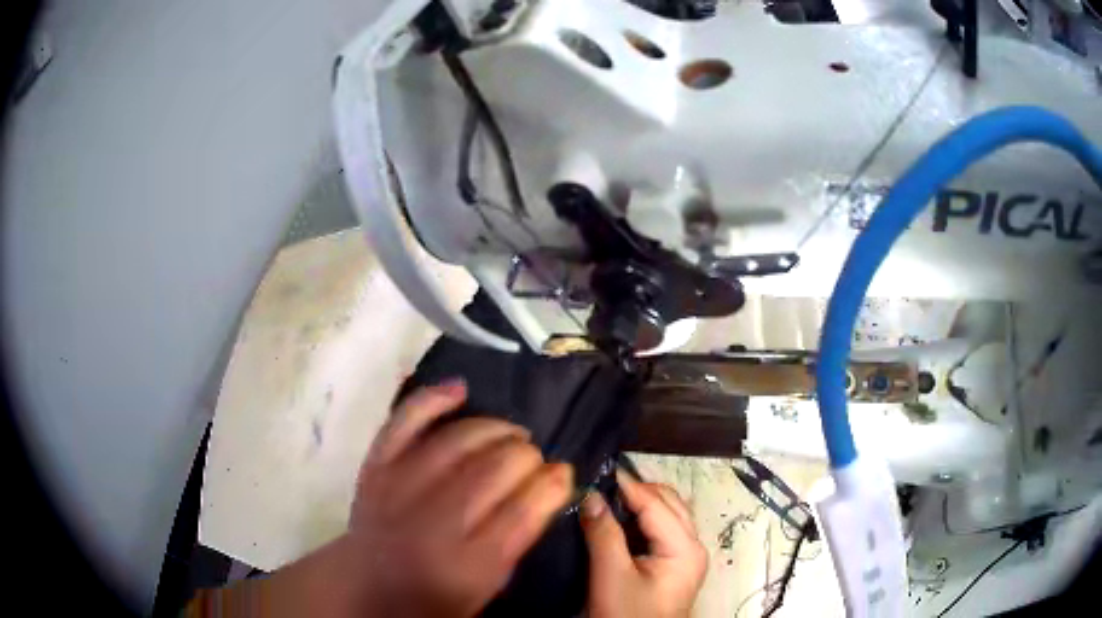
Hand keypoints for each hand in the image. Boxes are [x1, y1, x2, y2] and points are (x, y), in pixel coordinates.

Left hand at [251, 380, 573, 617]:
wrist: (367, 583)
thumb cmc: (434, 595)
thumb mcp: (487, 586)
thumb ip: (519, 539)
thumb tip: (551, 487)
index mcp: (468, 561)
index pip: (524, 509)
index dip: (553, 483)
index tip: (563, 472)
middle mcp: (434, 521)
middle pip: (495, 469)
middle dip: (528, 455)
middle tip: (535, 459)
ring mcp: (400, 485)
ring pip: (459, 439)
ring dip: (496, 428)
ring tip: (512, 434)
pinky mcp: (377, 463)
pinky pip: (405, 419)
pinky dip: (433, 398)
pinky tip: (462, 390)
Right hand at [580, 471, 707, 617]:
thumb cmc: (627, 615)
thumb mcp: (612, 577)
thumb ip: (603, 535)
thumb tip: (591, 496)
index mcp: (685, 548)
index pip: (656, 504)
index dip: (627, 486)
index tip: (597, 471)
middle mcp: (692, 545)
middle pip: (668, 503)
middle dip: (636, 490)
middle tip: (600, 484)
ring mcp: (685, 555)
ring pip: (665, 514)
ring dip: (638, 503)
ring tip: (605, 497)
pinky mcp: (673, 564)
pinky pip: (660, 529)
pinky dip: (640, 518)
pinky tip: (616, 519)